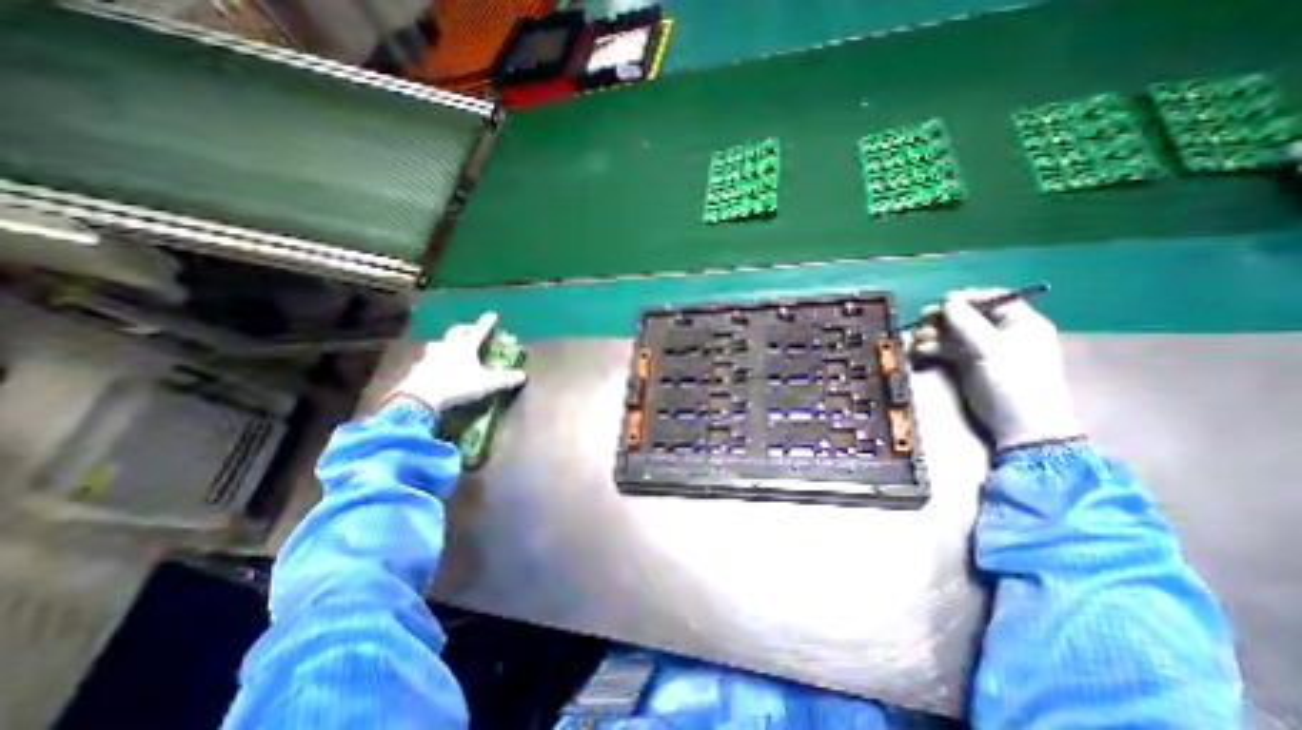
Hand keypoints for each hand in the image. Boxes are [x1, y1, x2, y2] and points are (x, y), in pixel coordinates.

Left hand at [388, 309, 524, 413]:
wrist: (422, 397)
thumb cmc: (457, 385)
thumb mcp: (487, 384)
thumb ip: (505, 379)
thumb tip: (523, 376)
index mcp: (465, 347)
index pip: (479, 331)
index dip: (486, 323)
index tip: (492, 314)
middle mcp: (448, 347)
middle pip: (456, 332)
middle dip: (464, 329)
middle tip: (470, 330)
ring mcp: (430, 357)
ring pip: (438, 344)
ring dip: (445, 343)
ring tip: (449, 346)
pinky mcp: (418, 369)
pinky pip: (427, 360)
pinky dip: (433, 360)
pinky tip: (433, 367)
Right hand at [907, 287, 1083, 451]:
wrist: (1018, 426)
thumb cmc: (1014, 384)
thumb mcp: (991, 351)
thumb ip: (968, 324)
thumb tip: (947, 301)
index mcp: (1020, 323)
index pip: (993, 299)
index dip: (966, 298)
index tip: (941, 304)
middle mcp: (1001, 333)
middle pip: (967, 315)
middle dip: (942, 319)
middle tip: (921, 323)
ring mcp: (983, 349)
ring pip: (952, 332)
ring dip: (933, 334)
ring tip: (917, 341)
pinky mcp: (968, 364)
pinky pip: (946, 348)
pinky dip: (932, 348)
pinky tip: (919, 351)